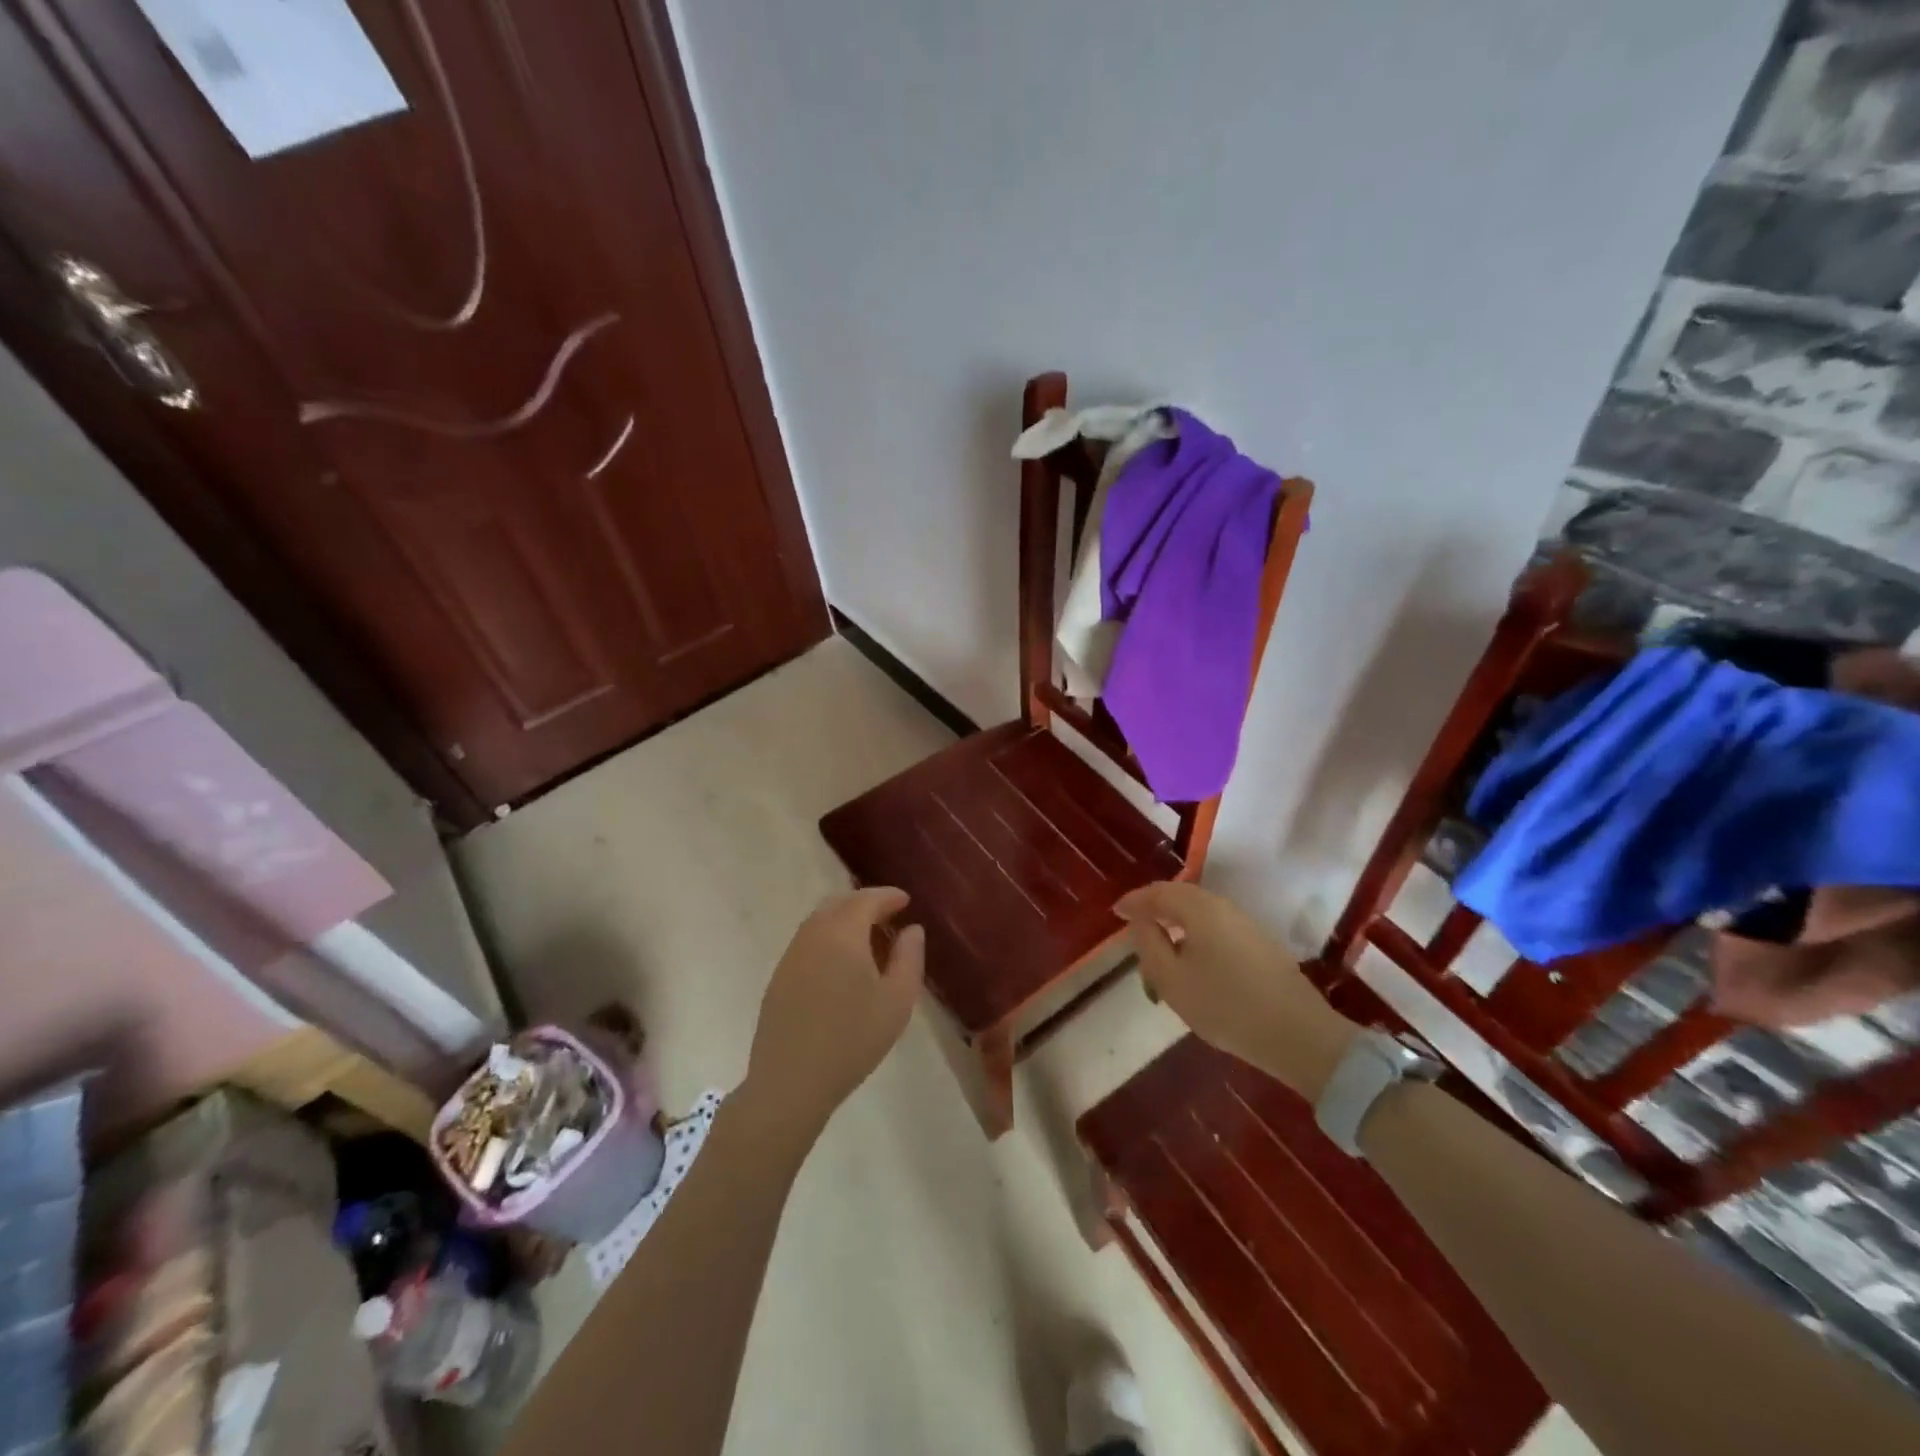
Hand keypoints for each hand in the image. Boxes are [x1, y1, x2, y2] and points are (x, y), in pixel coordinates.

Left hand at [744, 887, 925, 1137]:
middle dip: (865, 903)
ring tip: (868, 938)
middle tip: (888, 914)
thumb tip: (912, 929)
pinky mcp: (778, 978)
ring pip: (820, 921)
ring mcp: (791, 956)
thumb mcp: (897, 1001)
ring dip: (845, 919)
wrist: (790, 1082)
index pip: (866, 900)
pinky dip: (828, 937)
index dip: (888, 896)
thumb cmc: (852, 1040)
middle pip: (839, 904)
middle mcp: (812, 935)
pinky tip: (841, 963)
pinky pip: (808, 941)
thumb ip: (909, 958)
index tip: (906, 900)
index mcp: (842, 934)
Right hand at [1115, 881, 1356, 1099]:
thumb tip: (1142, 920)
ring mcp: (1246, 925)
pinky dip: (1195, 937)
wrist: (1298, 1035)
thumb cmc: (1225, 1006)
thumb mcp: (1171, 979)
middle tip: (1134, 927)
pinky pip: (1216, 928)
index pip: (1158, 893)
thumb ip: (1148, 944)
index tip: (1115, 912)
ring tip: (1160, 950)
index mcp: (1199, 908)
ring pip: (1200, 914)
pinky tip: (1191, 961)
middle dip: (1155, 910)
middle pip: (1181, 897)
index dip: (1134, 902)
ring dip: (1176, 925)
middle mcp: (1223, 907)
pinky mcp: (1260, 945)